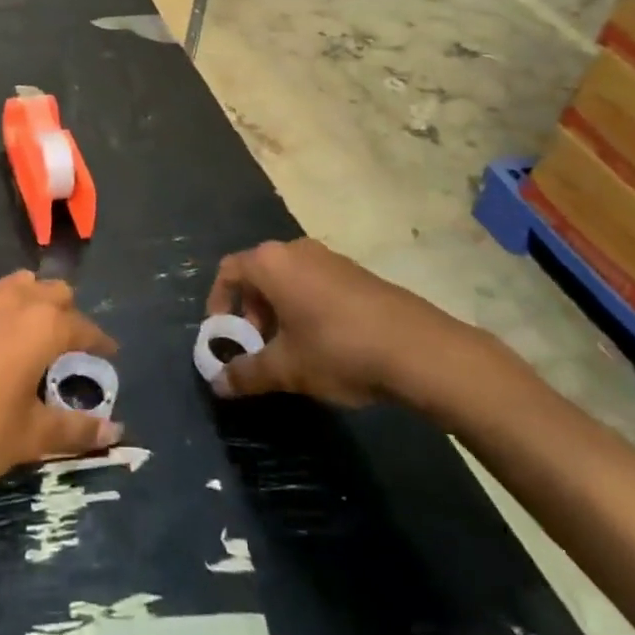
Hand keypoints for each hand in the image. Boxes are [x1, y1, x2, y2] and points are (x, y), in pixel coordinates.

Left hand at [0, 271, 121, 491]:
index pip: (84, 326)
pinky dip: (1, 311)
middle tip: (70, 347)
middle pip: (54, 292)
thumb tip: (116, 433)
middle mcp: (15, 300)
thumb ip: (75, 430)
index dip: (100, 342)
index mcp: (42, 325)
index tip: (110, 354)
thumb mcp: (30, 437)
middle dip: (69, 314)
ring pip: (20, 286)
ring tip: (33, 338)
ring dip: (34, 303)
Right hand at [207, 239, 494, 414]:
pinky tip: (325, 345)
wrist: (417, 348)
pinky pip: (314, 284)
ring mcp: (328, 258)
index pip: (228, 272)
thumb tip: (217, 384)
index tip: (226, 338)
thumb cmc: (338, 349)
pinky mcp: (354, 272)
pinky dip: (306, 308)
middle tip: (259, 349)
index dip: (219, 304)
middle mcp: (296, 250)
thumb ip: (247, 374)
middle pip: (258, 275)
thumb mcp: (287, 368)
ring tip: (292, 352)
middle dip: (251, 313)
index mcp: (271, 263)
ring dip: (279, 313)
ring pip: (288, 281)